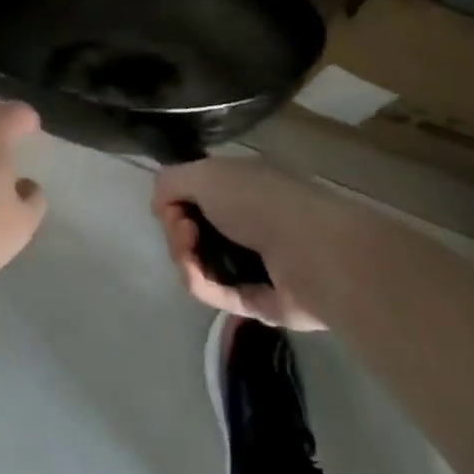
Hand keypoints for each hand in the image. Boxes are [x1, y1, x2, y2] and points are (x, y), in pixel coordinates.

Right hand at [152, 161, 328, 330]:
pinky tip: (197, 277)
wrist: (312, 253)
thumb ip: (171, 182)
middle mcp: (244, 219)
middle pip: (192, 229)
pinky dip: (201, 284)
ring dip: (185, 259)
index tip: (174, 205)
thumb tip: (162, 206)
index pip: (193, 193)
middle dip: (176, 230)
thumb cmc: (258, 201)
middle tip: (185, 231)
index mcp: (238, 185)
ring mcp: (251, 261)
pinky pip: (215, 291)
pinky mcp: (256, 299)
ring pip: (200, 262)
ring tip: (190, 256)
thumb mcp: (204, 173)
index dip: (175, 200)